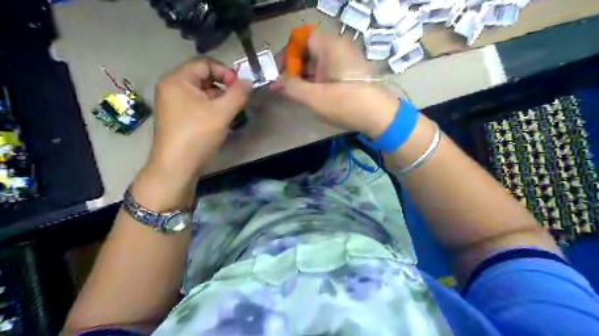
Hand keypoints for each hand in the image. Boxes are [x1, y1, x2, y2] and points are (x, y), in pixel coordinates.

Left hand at [149, 58, 251, 184]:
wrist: (176, 166)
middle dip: (224, 87)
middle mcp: (173, 88)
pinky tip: (222, 121)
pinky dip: (212, 109)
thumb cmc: (197, 135)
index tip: (240, 88)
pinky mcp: (179, 117)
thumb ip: (238, 94)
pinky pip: (199, 105)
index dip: (225, 72)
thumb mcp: (221, 112)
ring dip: (220, 100)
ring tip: (232, 113)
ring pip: (203, 93)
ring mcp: (174, 104)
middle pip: (204, 78)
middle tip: (238, 101)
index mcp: (178, 80)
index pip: (205, 64)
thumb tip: (248, 81)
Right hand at [274, 30, 398, 137]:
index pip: (300, 39)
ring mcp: (346, 59)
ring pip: (318, 62)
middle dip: (294, 68)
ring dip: (304, 76)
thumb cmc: (345, 103)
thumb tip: (273, 82)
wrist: (379, 116)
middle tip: (286, 87)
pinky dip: (317, 80)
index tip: (279, 74)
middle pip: (309, 50)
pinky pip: (328, 70)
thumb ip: (290, 87)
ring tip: (297, 94)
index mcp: (330, 45)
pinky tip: (312, 95)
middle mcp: (339, 47)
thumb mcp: (314, 97)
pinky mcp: (351, 72)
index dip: (286, 55)